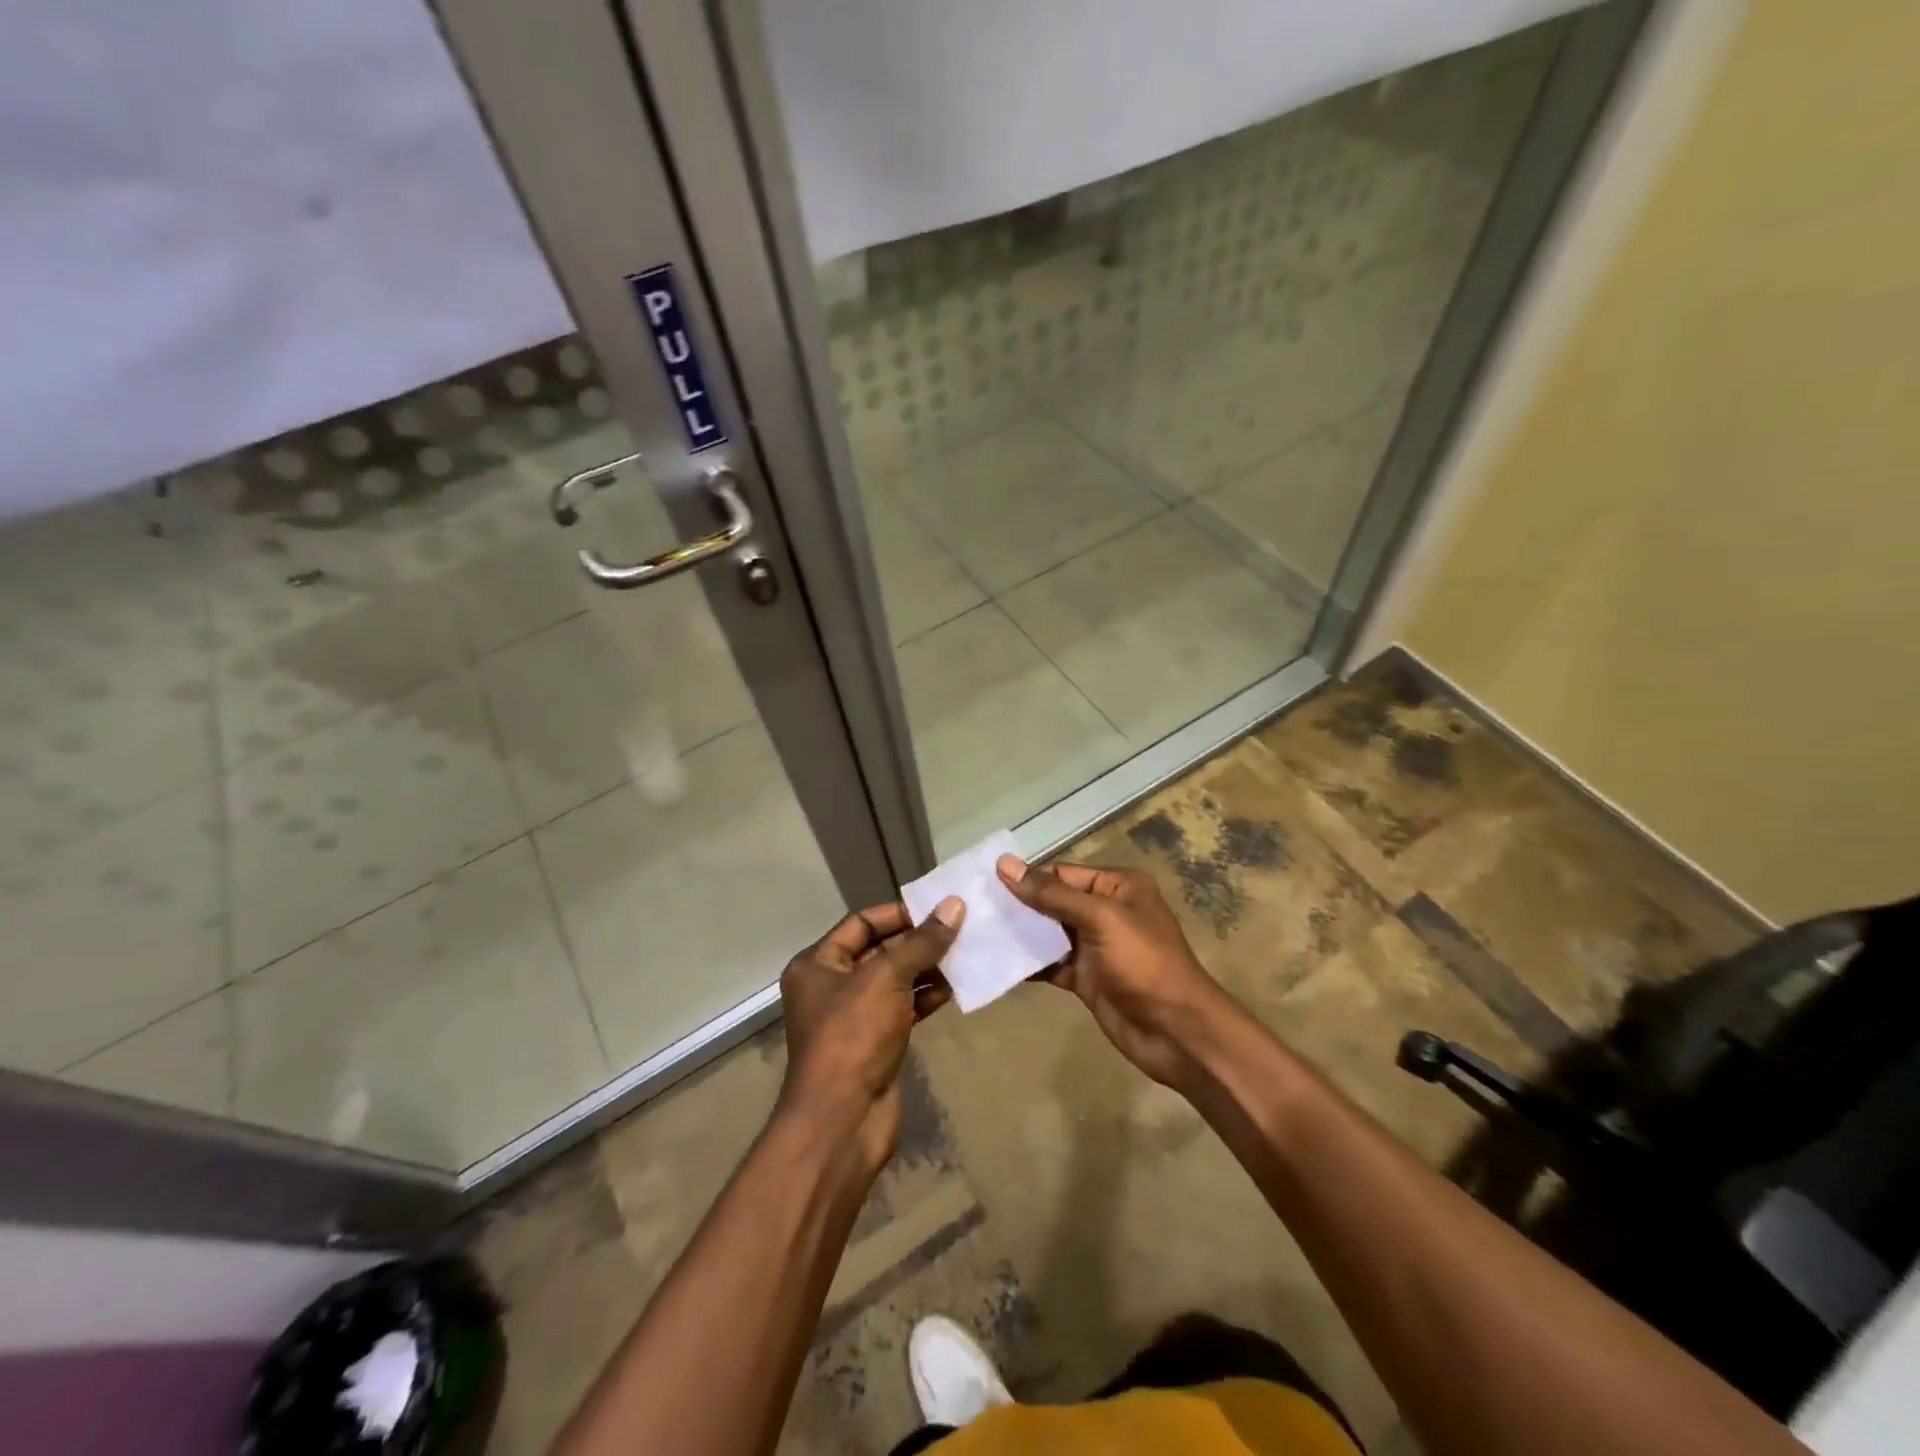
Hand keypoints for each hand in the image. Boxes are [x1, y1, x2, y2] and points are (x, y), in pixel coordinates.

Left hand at [777, 897, 963, 1171]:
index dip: (898, 913)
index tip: (937, 908)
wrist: (842, 1120)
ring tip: (964, 956)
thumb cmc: (853, 1036)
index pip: (861, 923)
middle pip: (879, 951)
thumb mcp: (886, 978)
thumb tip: (954, 905)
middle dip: (918, 942)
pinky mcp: (874, 1043)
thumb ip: (921, 942)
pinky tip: (953, 990)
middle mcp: (831, 986)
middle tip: (960, 930)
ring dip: (926, 969)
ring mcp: (853, 1017)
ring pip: (895, 981)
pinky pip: (902, 1009)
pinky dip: (925, 998)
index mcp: (818, 964)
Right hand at [998, 855, 1229, 1087]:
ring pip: (1049, 933)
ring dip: (1019, 935)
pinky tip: (997, 962)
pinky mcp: (1086, 978)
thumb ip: (1052, 894)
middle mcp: (1106, 911)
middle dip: (1019, 906)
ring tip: (977, 932)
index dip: (1027, 878)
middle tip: (973, 908)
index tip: (984, 883)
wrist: (1176, 1032)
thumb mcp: (1100, 919)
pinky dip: (1028, 963)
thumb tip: (1005, 865)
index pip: (1062, 874)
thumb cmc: (1144, 963)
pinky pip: (1051, 963)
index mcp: (1118, 888)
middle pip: (1053, 902)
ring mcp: (1095, 947)